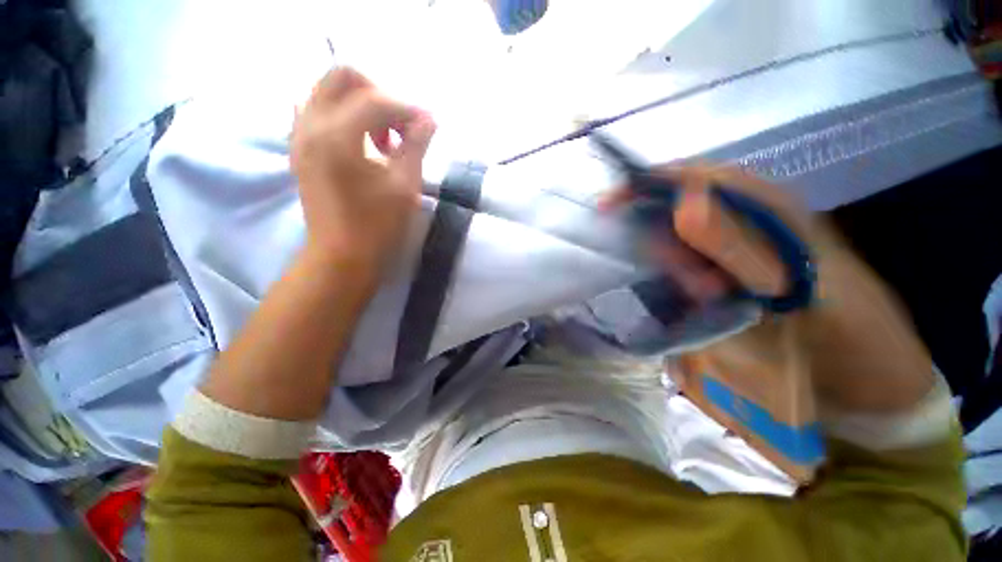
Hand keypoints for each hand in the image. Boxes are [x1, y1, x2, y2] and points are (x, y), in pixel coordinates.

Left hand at [291, 67, 436, 270]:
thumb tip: (429, 118)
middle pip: (343, 77)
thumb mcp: (404, 186)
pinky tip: (362, 142)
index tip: (428, 125)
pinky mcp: (300, 148)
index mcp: (338, 135)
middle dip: (379, 93)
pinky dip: (344, 116)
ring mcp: (301, 135)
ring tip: (383, 138)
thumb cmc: (378, 226)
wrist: (341, 256)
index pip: (376, 99)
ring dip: (361, 103)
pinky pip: (318, 111)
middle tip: (400, 125)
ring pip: (328, 91)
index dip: (408, 108)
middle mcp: (311, 124)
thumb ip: (416, 145)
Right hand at [602, 164, 933, 412]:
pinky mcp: (733, 270)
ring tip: (708, 300)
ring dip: (678, 267)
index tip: (607, 205)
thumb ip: (738, 245)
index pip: (693, 176)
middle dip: (665, 240)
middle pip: (678, 208)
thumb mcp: (794, 286)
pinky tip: (705, 300)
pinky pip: (687, 263)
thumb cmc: (845, 331)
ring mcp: (739, 244)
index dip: (646, 184)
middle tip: (691, 285)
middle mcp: (750, 216)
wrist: (870, 377)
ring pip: (679, 239)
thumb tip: (682, 205)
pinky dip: (683, 279)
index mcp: (770, 205)